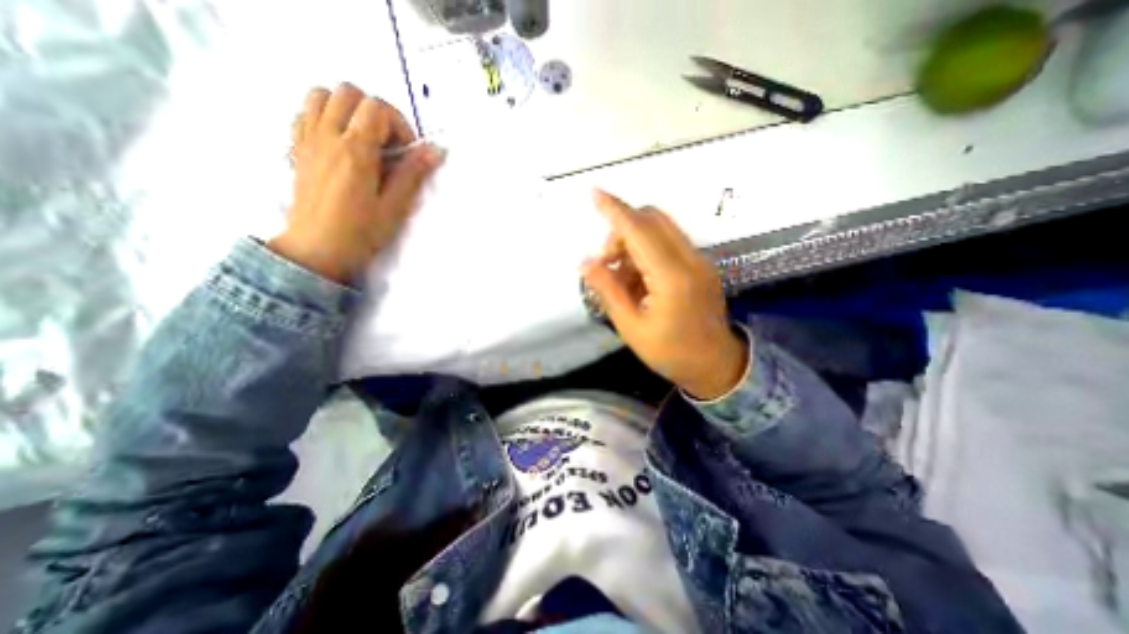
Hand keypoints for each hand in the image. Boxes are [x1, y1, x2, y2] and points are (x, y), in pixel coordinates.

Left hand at [271, 83, 444, 280]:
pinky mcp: (297, 148)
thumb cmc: (361, 232)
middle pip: (349, 93)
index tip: (406, 151)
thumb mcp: (394, 207)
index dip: (399, 124)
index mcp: (355, 151)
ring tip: (363, 138)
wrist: (318, 248)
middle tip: (387, 143)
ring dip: (348, 108)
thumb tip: (435, 151)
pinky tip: (340, 142)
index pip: (377, 108)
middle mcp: (327, 136)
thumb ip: (413, 174)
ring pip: (322, 95)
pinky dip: (325, 115)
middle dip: (376, 112)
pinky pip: (305, 112)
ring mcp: (307, 139)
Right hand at [583, 188, 746, 400]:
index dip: (615, 210)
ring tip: (622, 278)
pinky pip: (669, 243)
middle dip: (622, 230)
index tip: (594, 193)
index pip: (639, 230)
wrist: (716, 364)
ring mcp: (700, 260)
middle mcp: (690, 259)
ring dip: (634, 242)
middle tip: (608, 263)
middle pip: (652, 219)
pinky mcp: (701, 265)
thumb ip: (608, 290)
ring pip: (661, 229)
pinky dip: (647, 251)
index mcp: (672, 277)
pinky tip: (640, 279)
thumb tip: (585, 261)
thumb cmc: (670, 352)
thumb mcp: (631, 327)